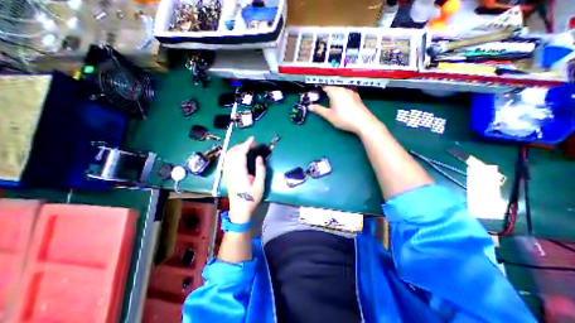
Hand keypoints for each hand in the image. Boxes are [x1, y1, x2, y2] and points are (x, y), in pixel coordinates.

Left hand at [223, 136, 265, 223]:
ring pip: (228, 155)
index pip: (240, 154)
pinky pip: (227, 160)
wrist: (239, 210)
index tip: (253, 139)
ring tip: (246, 148)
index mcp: (239, 173)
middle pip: (233, 152)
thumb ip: (260, 170)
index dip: (246, 144)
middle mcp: (230, 170)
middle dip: (242, 145)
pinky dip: (232, 153)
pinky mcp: (226, 175)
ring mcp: (226, 173)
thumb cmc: (251, 198)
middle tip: (252, 145)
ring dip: (236, 148)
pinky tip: (238, 155)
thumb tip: (259, 157)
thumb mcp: (260, 185)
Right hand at [307, 86, 380, 132]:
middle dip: (327, 91)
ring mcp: (351, 92)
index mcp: (335, 92)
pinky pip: (346, 93)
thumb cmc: (343, 118)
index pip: (325, 87)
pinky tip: (342, 102)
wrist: (363, 122)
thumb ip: (318, 110)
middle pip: (333, 87)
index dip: (319, 89)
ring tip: (331, 100)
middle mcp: (343, 89)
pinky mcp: (356, 96)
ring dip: (334, 93)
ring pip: (340, 90)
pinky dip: (342, 95)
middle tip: (321, 97)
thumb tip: (309, 106)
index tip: (315, 93)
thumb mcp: (329, 115)